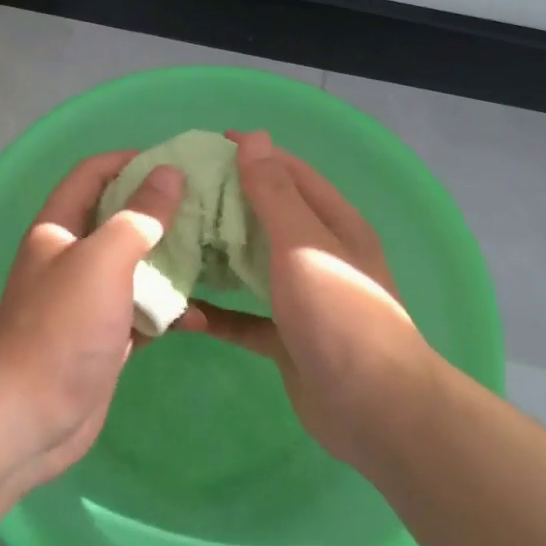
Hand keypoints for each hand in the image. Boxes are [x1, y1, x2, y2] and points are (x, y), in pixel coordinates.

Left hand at [0, 151, 187, 497]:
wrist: (30, 416)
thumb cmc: (61, 328)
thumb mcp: (102, 261)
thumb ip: (138, 216)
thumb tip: (170, 174)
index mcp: (58, 229)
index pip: (91, 174)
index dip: (128, 160)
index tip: (176, 162)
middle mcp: (70, 258)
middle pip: (117, 219)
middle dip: (159, 210)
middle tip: (208, 207)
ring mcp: (87, 301)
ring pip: (134, 267)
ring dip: (169, 261)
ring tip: (214, 254)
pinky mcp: (104, 337)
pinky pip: (140, 312)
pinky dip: (166, 311)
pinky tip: (198, 316)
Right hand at [196, 131, 438, 466]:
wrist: (374, 407)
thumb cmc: (339, 313)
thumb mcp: (304, 243)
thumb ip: (275, 193)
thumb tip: (254, 138)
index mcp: (333, 224)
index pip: (289, 173)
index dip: (252, 155)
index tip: (204, 146)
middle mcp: (319, 255)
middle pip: (266, 218)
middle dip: (225, 204)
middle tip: (176, 196)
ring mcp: (302, 299)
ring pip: (252, 267)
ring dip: (217, 256)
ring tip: (171, 243)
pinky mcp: (286, 339)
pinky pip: (243, 319)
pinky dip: (217, 315)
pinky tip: (182, 312)